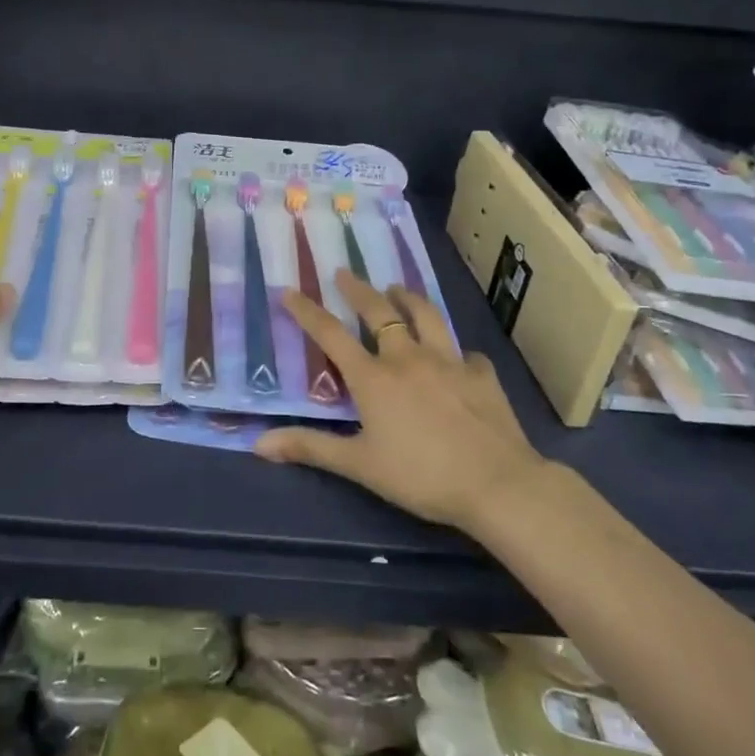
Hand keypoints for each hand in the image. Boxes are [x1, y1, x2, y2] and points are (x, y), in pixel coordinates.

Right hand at [254, 270, 547, 532]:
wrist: (496, 483)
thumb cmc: (420, 476)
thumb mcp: (359, 465)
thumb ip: (311, 447)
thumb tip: (259, 443)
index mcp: (374, 377)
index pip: (331, 334)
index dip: (307, 311)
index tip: (290, 290)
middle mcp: (408, 357)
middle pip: (379, 312)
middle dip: (358, 289)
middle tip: (345, 272)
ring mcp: (449, 361)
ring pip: (425, 316)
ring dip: (407, 298)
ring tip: (397, 288)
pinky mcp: (481, 374)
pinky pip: (466, 353)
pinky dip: (456, 350)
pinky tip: (458, 356)